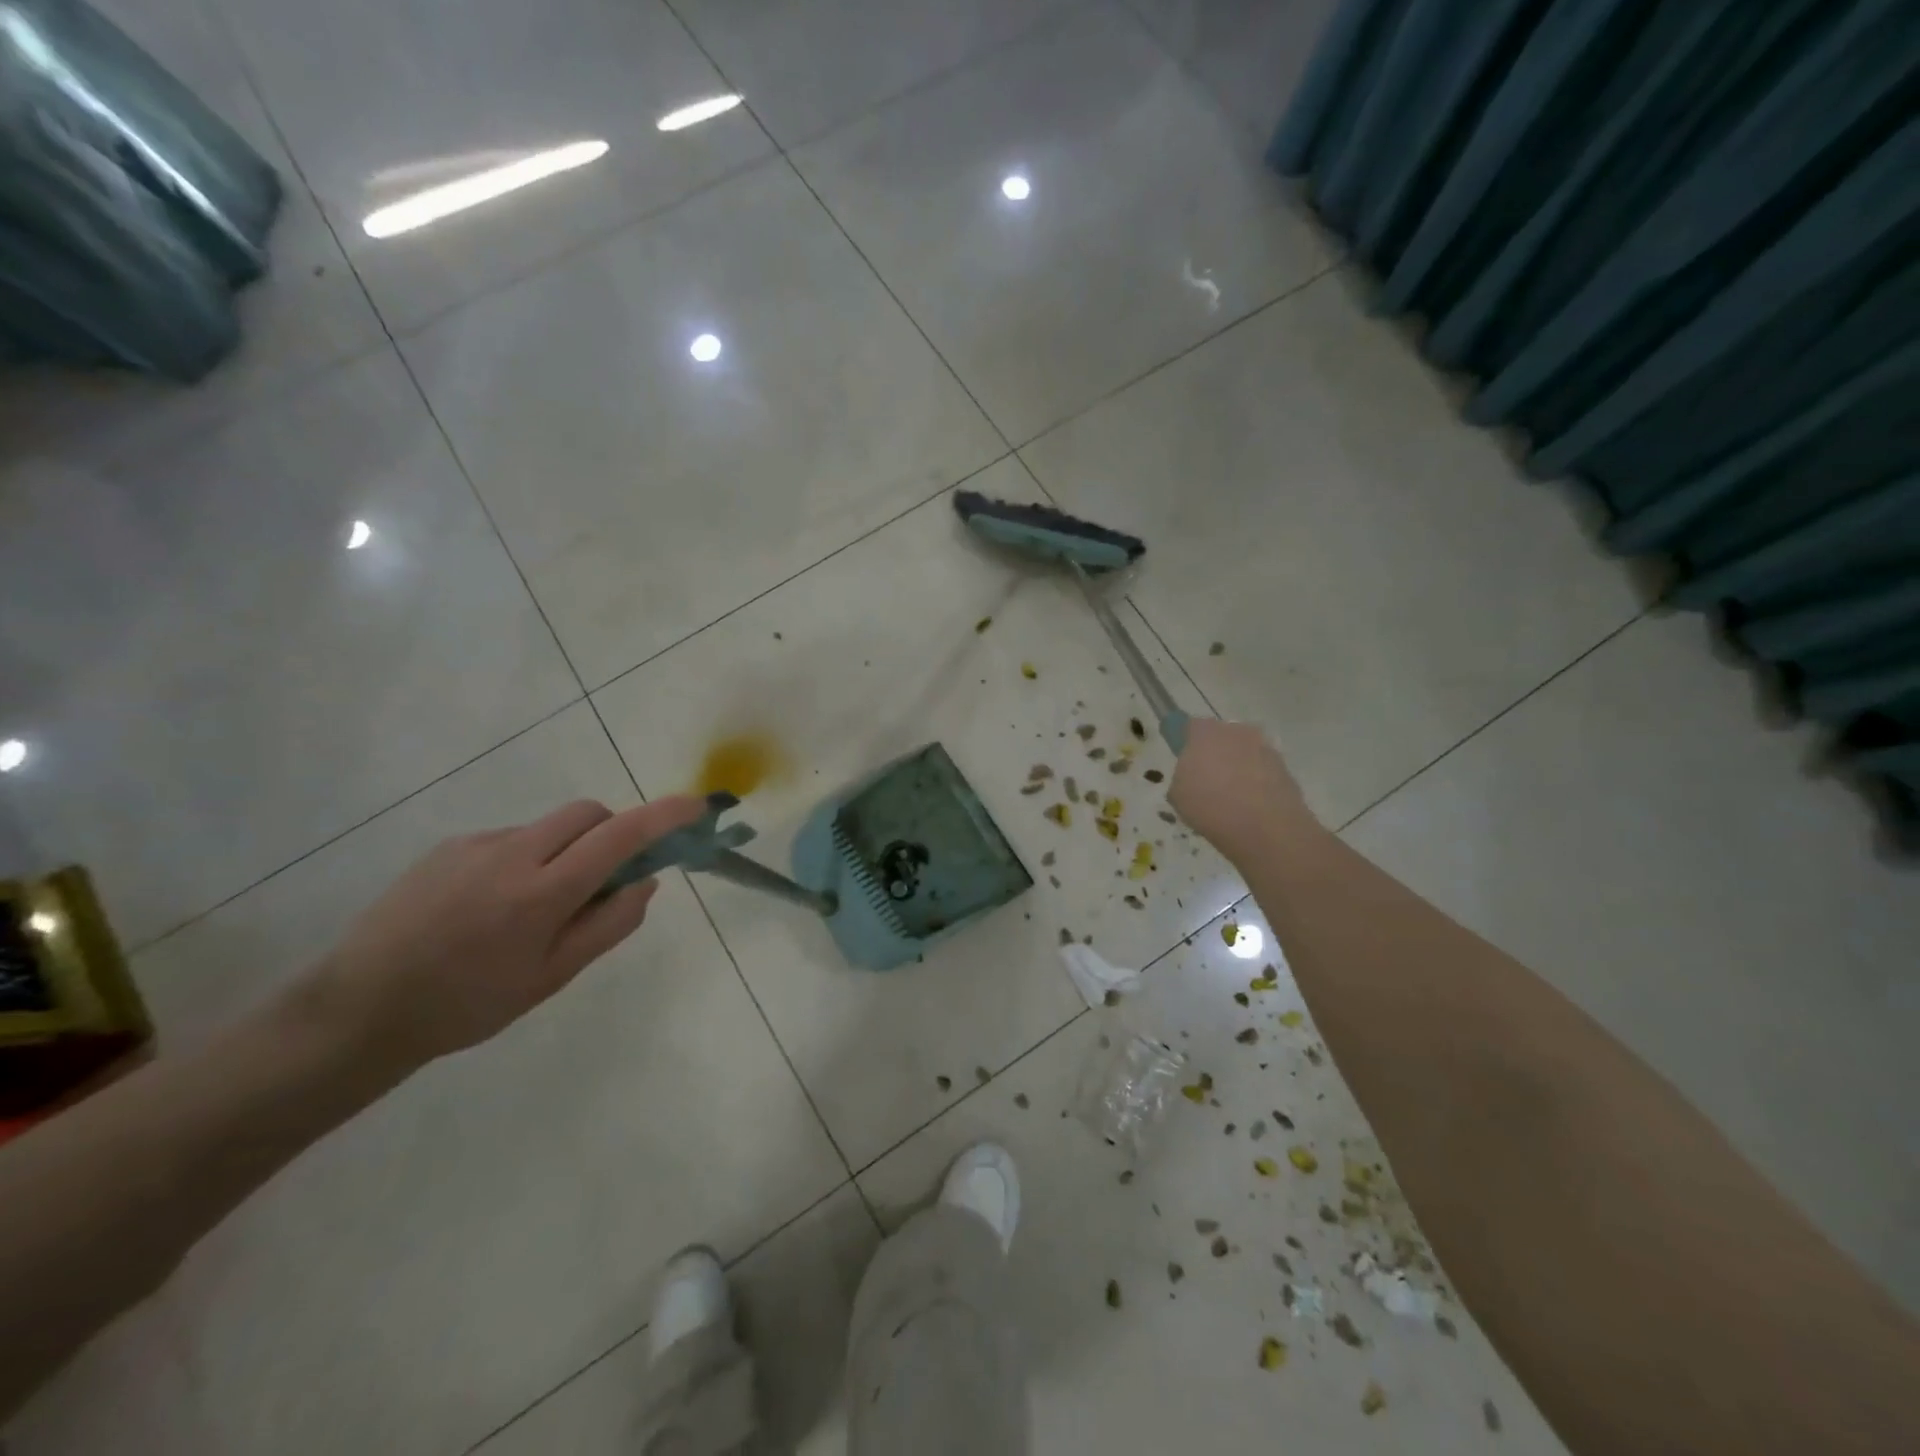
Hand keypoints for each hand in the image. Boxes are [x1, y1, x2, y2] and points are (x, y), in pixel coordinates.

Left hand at [302, 797, 705, 1068]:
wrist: (358, 1011)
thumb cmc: (469, 1005)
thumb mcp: (553, 977)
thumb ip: (609, 924)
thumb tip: (646, 879)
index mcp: (542, 893)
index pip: (620, 836)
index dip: (665, 815)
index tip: (697, 806)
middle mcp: (512, 854)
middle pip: (588, 813)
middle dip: (613, 831)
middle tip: (608, 876)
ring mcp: (475, 845)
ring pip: (549, 827)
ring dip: (567, 850)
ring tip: (535, 908)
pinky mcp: (448, 847)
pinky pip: (511, 839)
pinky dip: (528, 859)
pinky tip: (493, 906)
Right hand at [1169, 718, 1319, 863]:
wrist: (1265, 828)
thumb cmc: (1210, 806)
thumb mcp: (1177, 794)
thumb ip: (1182, 776)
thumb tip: (1192, 776)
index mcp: (1204, 733)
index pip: (1189, 727)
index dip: (1186, 743)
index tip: (1184, 760)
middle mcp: (1236, 731)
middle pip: (1220, 737)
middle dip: (1214, 753)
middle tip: (1206, 781)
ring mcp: (1264, 748)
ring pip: (1244, 753)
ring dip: (1237, 767)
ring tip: (1231, 798)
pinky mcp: (1284, 767)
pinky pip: (1262, 770)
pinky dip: (1256, 782)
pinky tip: (1250, 806)